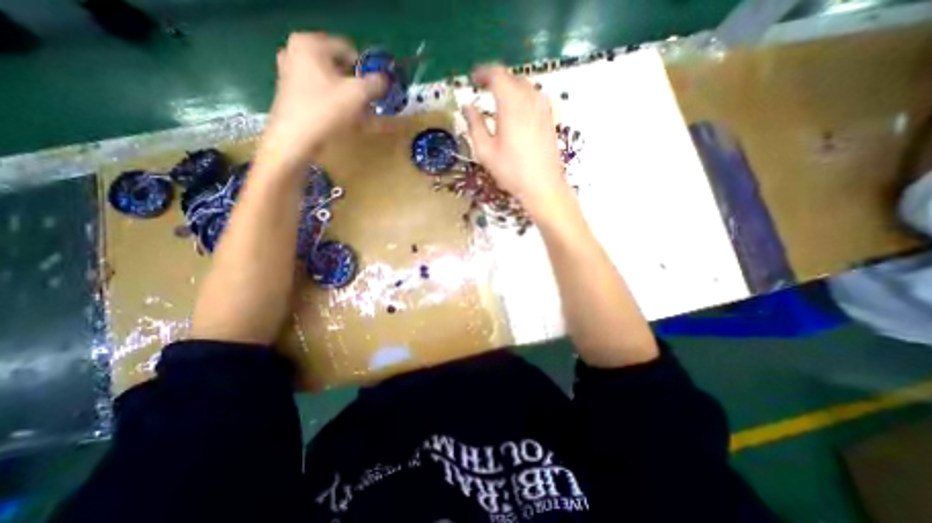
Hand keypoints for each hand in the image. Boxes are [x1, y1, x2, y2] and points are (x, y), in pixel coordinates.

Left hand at [258, 34, 386, 169]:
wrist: (295, 140)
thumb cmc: (325, 112)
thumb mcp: (358, 95)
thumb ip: (376, 83)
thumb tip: (385, 80)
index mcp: (309, 44)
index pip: (349, 50)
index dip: (367, 69)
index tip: (377, 89)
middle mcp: (296, 52)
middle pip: (338, 66)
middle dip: (357, 84)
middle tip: (369, 102)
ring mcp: (290, 72)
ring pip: (330, 80)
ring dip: (347, 95)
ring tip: (359, 113)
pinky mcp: (290, 93)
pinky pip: (320, 92)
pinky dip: (334, 102)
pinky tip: (343, 118)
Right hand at [459, 64, 564, 216]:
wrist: (542, 185)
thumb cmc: (511, 170)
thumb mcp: (485, 151)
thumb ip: (474, 125)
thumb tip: (467, 106)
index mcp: (511, 103)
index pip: (496, 74)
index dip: (482, 73)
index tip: (473, 80)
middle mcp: (530, 98)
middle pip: (511, 77)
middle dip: (495, 80)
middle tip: (482, 90)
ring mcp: (543, 107)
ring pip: (525, 85)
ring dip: (509, 88)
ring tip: (498, 101)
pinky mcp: (550, 117)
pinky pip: (534, 97)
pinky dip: (522, 97)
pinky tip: (516, 112)